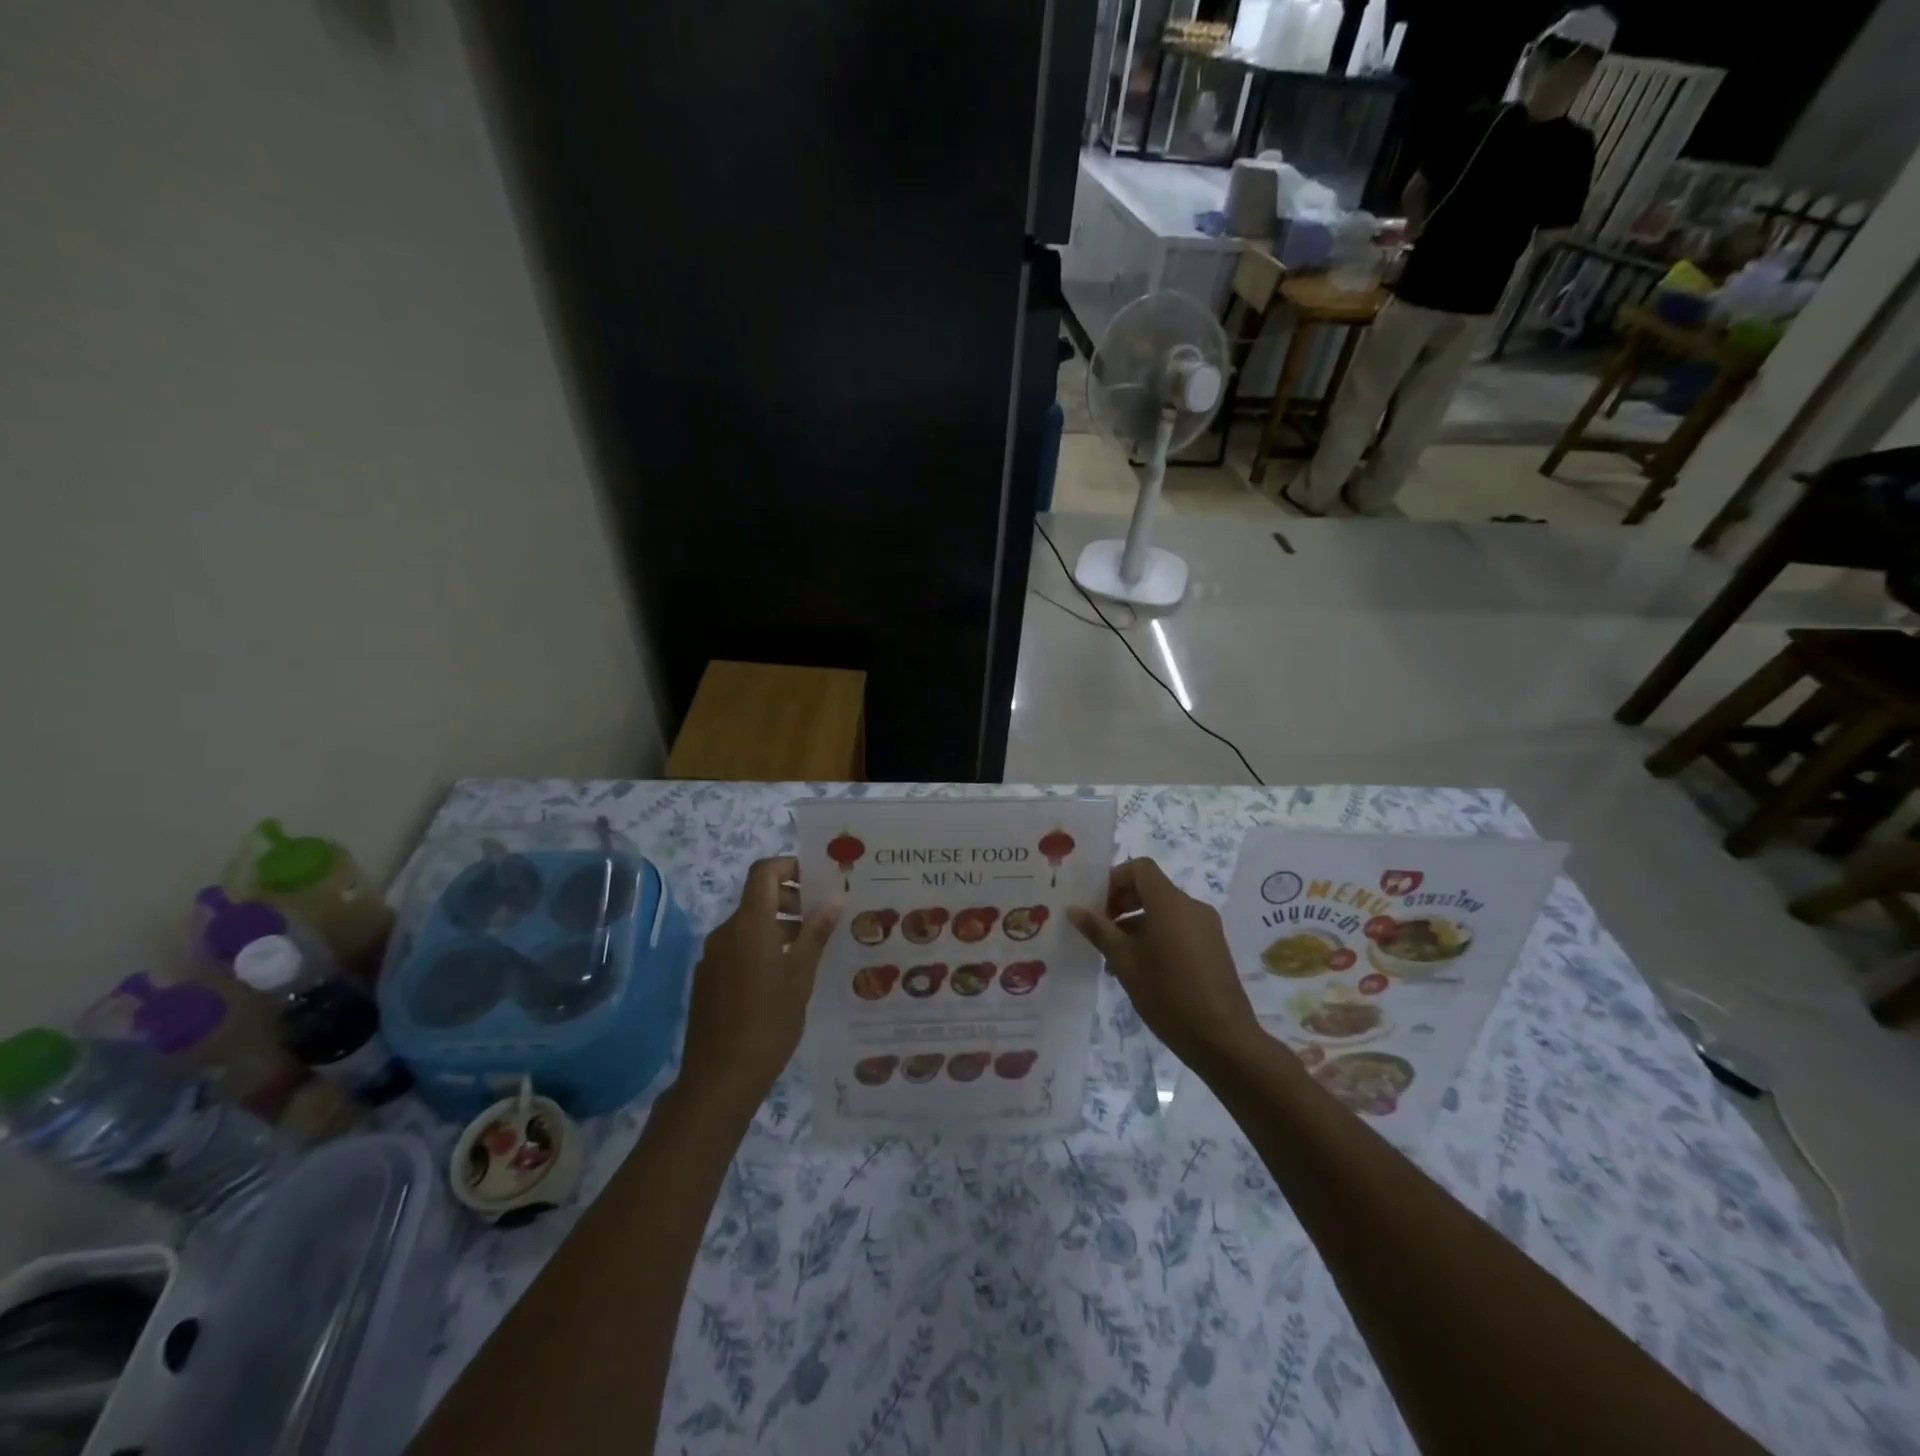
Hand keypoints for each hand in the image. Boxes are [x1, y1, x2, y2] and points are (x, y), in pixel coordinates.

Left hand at [678, 857, 838, 1117]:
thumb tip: (833, 898)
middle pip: (758, 898)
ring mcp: (713, 957)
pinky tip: (783, 978)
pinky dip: (762, 949)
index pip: (764, 872)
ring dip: (779, 927)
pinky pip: (738, 949)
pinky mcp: (708, 981)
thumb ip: (816, 933)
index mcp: (749, 924)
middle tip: (824, 918)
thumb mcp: (801, 976)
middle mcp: (725, 932)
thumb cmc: (768, 1022)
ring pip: (749, 926)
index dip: (790, 866)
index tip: (818, 880)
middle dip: (791, 900)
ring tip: (811, 950)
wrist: (719, 1079)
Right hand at [1068, 857, 1260, 1071]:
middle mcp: (1192, 906)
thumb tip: (1074, 909)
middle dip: (1122, 902)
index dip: (1114, 879)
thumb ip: (1099, 931)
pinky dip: (1156, 935)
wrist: (1223, 1039)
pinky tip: (1142, 969)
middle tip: (1100, 929)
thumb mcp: (1125, 962)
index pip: (1140, 868)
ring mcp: (1207, 927)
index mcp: (1170, 903)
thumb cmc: (1168, 995)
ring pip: (1164, 911)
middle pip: (1152, 888)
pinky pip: (1179, 928)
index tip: (1096, 905)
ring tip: (1115, 956)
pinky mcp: (1214, 947)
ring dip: (1136, 923)